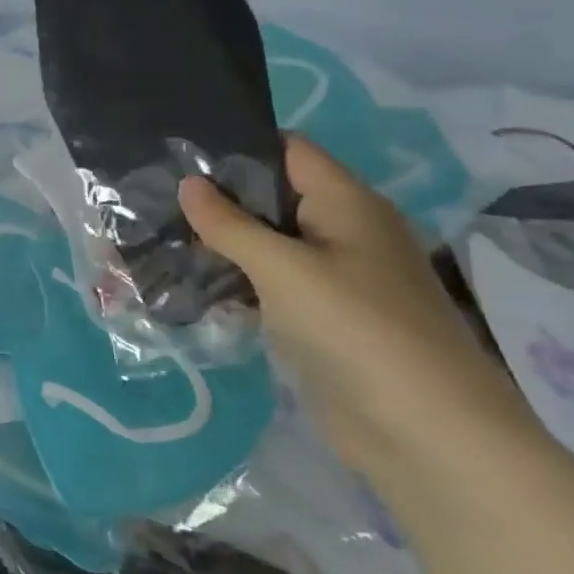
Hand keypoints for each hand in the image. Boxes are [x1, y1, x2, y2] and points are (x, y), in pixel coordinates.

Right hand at [179, 134, 535, 469]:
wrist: (422, 429)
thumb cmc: (355, 329)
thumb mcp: (283, 268)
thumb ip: (230, 224)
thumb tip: (188, 183)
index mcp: (348, 204)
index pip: (289, 151)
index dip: (238, 144)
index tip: (177, 149)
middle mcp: (344, 232)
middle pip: (274, 196)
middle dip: (218, 196)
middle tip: (151, 193)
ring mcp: (334, 277)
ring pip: (267, 243)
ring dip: (220, 241)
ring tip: (156, 234)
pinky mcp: (320, 317)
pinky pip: (269, 284)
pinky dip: (234, 280)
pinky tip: (188, 282)